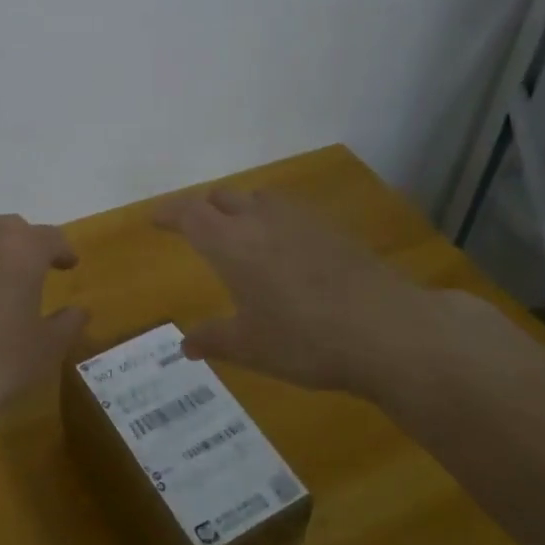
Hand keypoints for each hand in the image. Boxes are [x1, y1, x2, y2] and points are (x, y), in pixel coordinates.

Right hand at [154, 185, 453, 392]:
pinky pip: (291, 214)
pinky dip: (275, 222)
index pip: (189, 214)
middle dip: (204, 209)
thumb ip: (213, 340)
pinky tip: (286, 251)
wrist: (389, 330)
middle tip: (196, 228)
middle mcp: (262, 220)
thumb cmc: (304, 340)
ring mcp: (302, 221)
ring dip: (241, 209)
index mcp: (231, 243)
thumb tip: (185, 345)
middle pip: (223, 197)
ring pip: (260, 199)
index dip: (169, 213)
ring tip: (240, 235)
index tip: (154, 219)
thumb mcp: (250, 347)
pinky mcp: (334, 230)